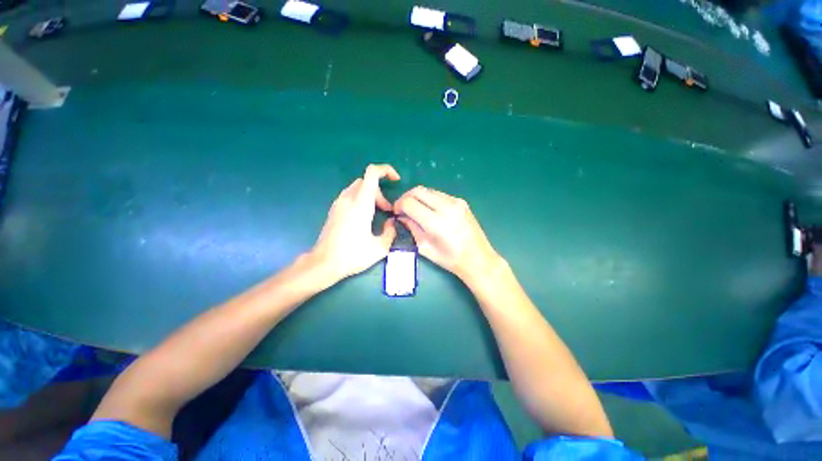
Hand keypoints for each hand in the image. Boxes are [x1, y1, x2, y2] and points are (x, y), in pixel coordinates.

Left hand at [309, 164, 399, 282]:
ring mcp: (338, 203)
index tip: (396, 180)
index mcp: (361, 204)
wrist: (324, 263)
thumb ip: (390, 232)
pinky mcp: (333, 210)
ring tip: (377, 214)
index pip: (372, 173)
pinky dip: (361, 200)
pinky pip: (350, 196)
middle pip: (367, 181)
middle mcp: (348, 199)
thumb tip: (391, 223)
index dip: (386, 170)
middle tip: (387, 209)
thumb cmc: (352, 255)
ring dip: (371, 196)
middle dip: (381, 192)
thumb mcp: (379, 248)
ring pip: (358, 187)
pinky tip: (364, 218)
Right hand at [394, 186, 502, 283]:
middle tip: (403, 209)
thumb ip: (412, 228)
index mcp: (435, 222)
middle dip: (406, 197)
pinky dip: (429, 199)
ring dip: (418, 197)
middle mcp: (446, 207)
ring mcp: (456, 202)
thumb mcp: (425, 247)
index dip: (398, 205)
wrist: (478, 258)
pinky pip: (439, 194)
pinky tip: (430, 210)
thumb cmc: (450, 259)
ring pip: (428, 190)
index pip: (409, 203)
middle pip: (417, 190)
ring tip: (416, 210)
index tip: (396, 213)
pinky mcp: (461, 201)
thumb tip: (402, 216)